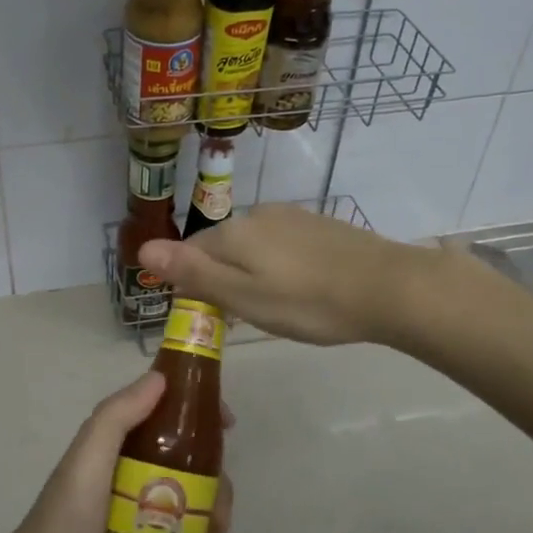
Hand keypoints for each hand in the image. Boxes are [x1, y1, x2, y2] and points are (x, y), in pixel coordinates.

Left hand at [0, 372, 232, 532]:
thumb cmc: (65, 526)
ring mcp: (128, 516)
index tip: (228, 426)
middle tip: (222, 510)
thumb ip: (117, 417)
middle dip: (212, 481)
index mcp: (113, 448)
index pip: (162, 416)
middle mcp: (122, 476)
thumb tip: (159, 377)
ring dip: (209, 515)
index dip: (197, 414)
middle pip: (183, 464)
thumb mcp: (88, 462)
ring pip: (184, 503)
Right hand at [138, 204, 426, 346]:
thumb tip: (142, 249)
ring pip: (255, 247)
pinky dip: (282, 267)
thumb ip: (193, 273)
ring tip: (278, 307)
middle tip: (248, 317)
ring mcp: (293, 217)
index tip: (215, 316)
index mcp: (234, 232)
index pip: (192, 252)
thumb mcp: (243, 297)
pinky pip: (283, 246)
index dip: (195, 284)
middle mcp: (259, 215)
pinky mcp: (320, 225)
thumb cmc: (309, 302)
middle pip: (223, 247)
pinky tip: (303, 290)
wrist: (389, 288)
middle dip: (225, 278)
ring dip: (254, 273)